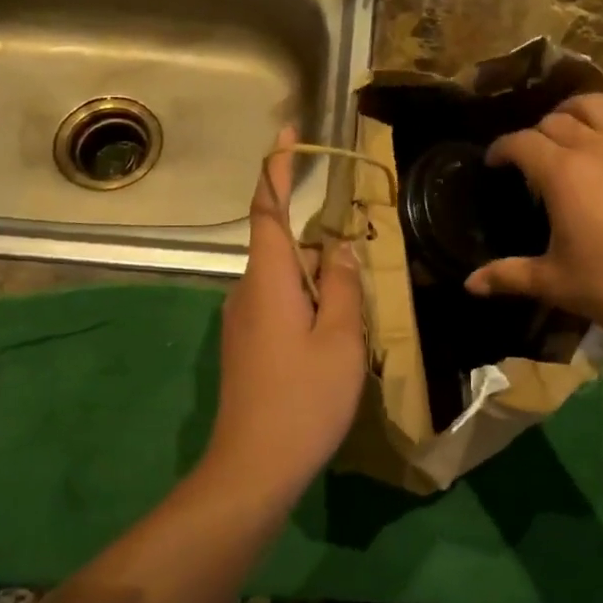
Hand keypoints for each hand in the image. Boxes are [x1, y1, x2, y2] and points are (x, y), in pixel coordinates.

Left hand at [204, 126, 365, 502]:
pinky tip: (331, 341)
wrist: (253, 467)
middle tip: (360, 272)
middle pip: (285, 247)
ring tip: (352, 318)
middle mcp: (247, 291)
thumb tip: (339, 246)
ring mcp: (242, 320)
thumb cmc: (303, 398)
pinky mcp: (245, 346)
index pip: (268, 209)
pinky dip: (307, 305)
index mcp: (268, 278)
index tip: (289, 134)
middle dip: (322, 249)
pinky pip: (279, 305)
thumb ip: (342, 285)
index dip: (277, 168)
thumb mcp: (339, 338)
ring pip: (286, 280)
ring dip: (318, 283)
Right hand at [465, 79, 602, 356]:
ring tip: (569, 123)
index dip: (502, 149)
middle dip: (536, 133)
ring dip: (576, 108)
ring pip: (598, 104)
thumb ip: (509, 275)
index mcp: (563, 174)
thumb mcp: (556, 283)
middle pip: (556, 122)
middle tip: (533, 155)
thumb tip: (470, 284)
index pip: (521, 144)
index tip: (495, 162)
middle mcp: (597, 146)